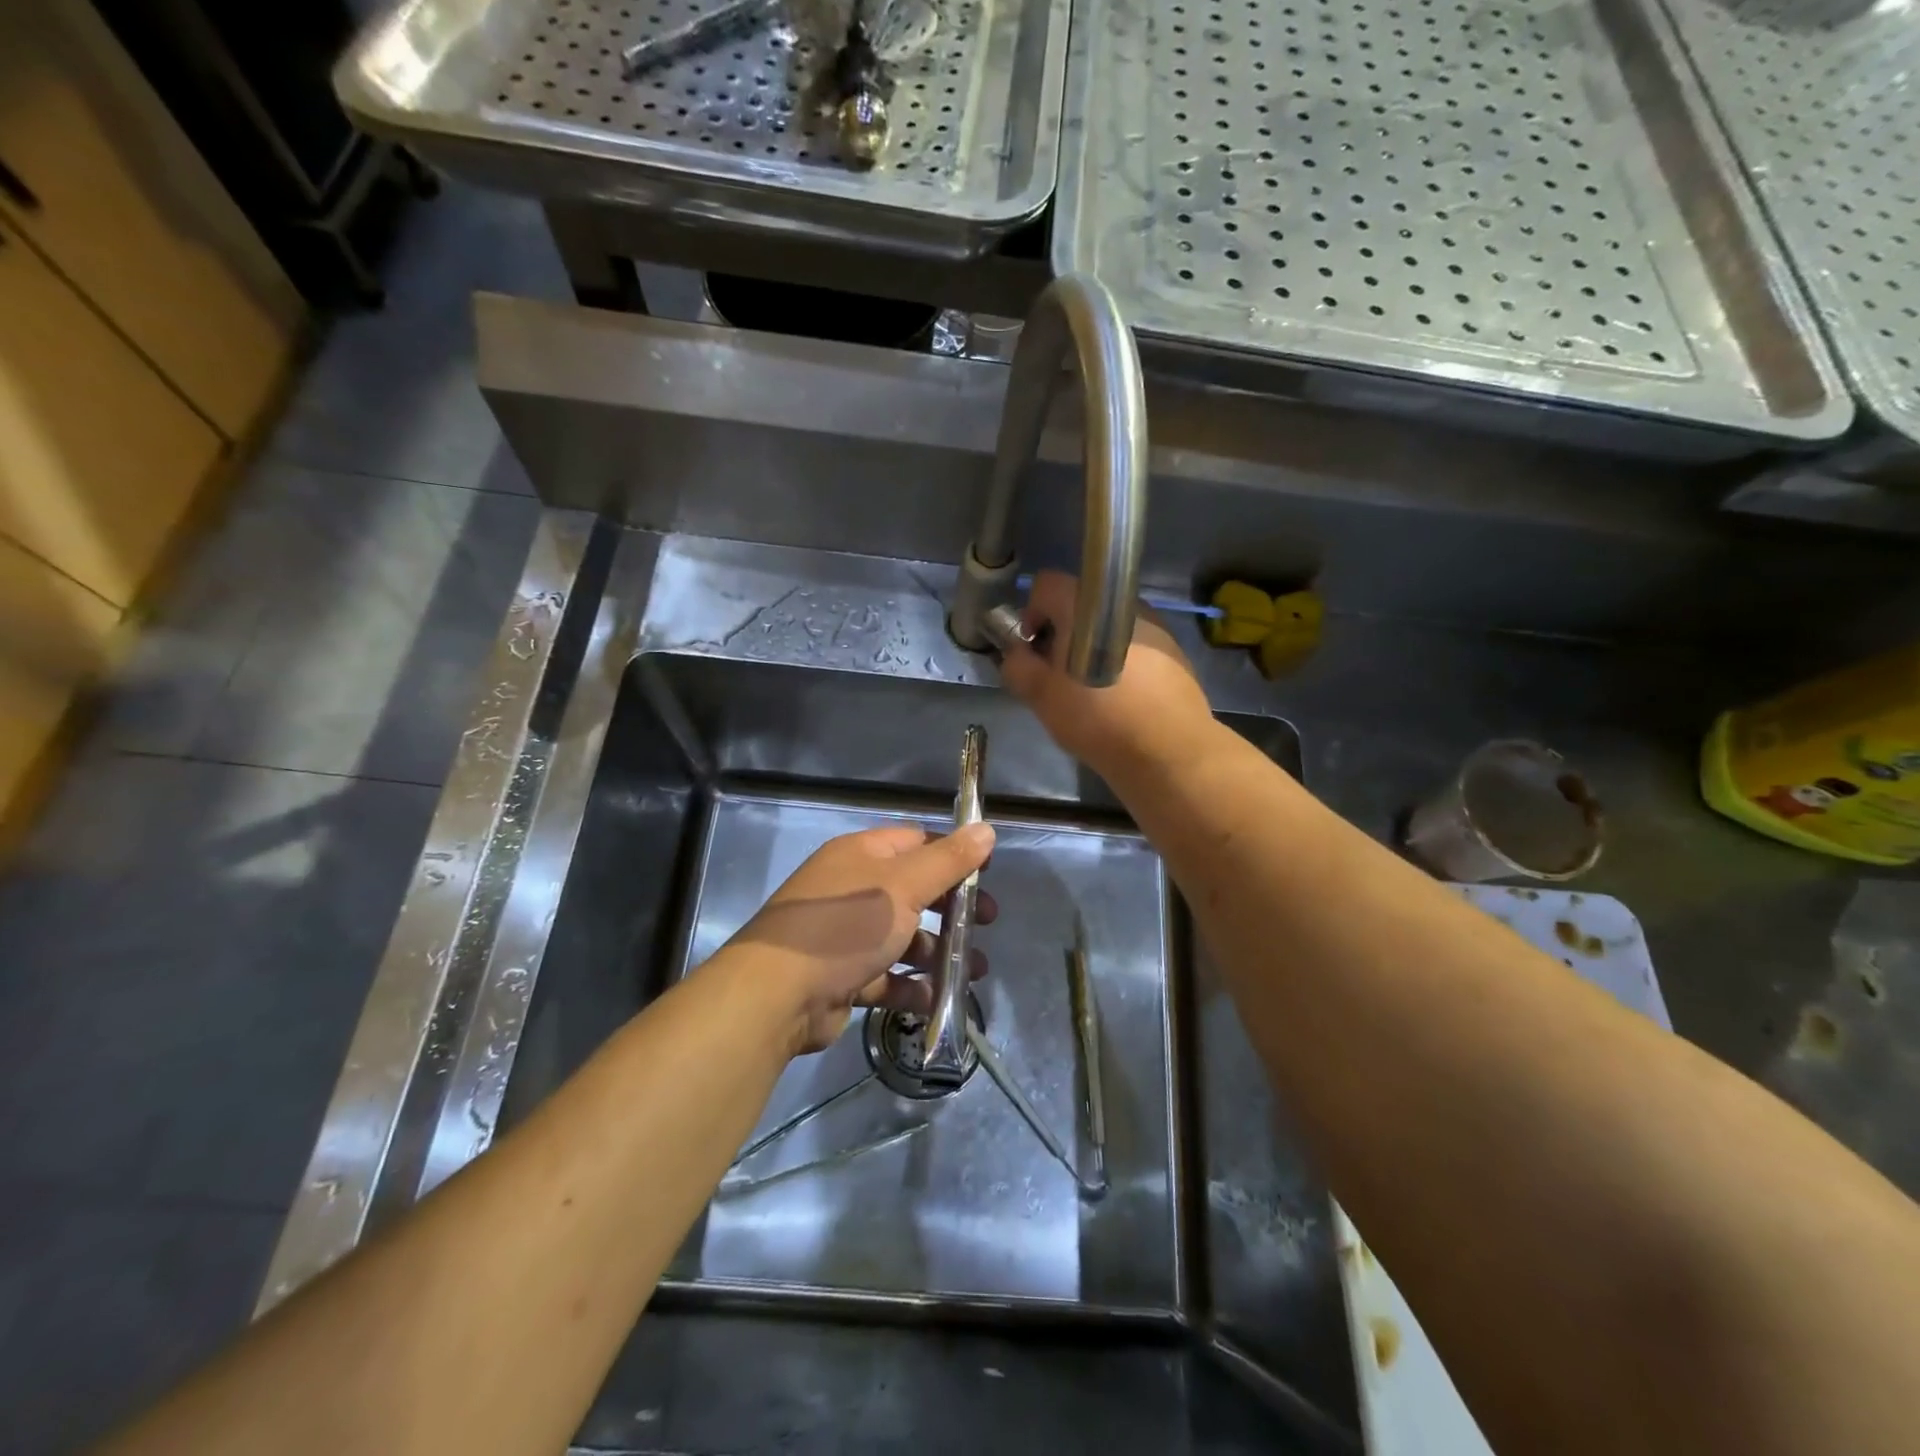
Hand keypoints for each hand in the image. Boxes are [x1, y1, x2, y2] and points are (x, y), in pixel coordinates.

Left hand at [720, 823, 997, 1054]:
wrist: (777, 994)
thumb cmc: (845, 926)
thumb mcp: (903, 886)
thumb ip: (948, 861)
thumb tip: (986, 829)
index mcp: (861, 855)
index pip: (916, 842)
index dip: (953, 855)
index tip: (987, 875)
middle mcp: (852, 888)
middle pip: (913, 891)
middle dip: (952, 909)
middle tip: (986, 923)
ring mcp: (845, 934)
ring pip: (902, 937)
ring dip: (938, 952)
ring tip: (975, 970)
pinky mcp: (842, 976)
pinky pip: (887, 976)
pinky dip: (913, 986)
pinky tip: (940, 999)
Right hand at [998, 570, 1214, 777]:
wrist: (1168, 750)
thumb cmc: (1096, 717)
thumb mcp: (1040, 696)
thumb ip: (1017, 666)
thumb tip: (1017, 653)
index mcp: (1086, 605)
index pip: (1046, 584)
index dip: (1032, 613)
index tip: (1035, 649)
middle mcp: (1122, 604)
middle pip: (1080, 607)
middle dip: (1063, 635)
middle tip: (1059, 675)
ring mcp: (1154, 625)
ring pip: (1108, 626)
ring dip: (1093, 648)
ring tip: (1093, 689)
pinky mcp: (1175, 649)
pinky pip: (1135, 644)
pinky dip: (1122, 661)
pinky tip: (1123, 697)